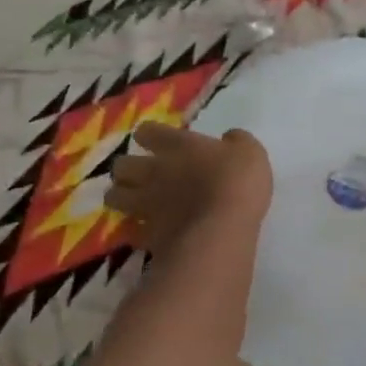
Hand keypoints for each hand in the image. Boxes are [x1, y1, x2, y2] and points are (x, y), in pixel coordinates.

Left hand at [106, 122, 271, 254]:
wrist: (221, 230)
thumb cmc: (237, 183)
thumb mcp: (251, 153)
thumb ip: (237, 142)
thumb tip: (229, 137)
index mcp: (179, 146)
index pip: (148, 131)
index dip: (150, 135)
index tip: (158, 140)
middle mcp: (155, 171)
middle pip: (122, 165)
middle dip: (128, 168)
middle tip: (142, 173)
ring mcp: (147, 204)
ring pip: (114, 196)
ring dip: (122, 196)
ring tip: (135, 201)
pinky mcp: (147, 234)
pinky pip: (132, 230)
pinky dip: (137, 230)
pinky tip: (149, 231)